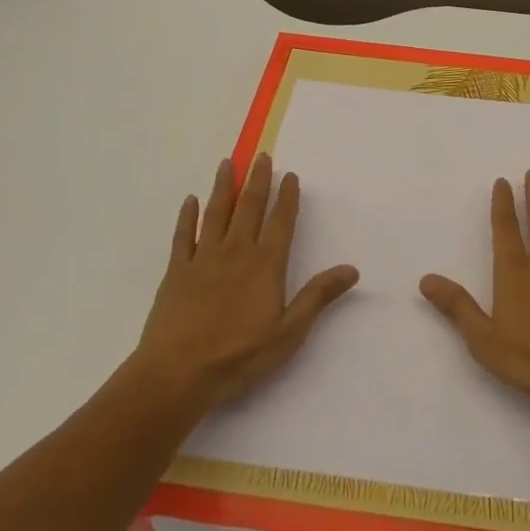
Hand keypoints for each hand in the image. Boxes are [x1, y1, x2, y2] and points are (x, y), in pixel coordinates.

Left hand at [130, 153, 358, 411]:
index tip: (290, 175)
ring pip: (216, 213)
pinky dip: (188, 216)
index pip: (281, 222)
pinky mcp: (177, 271)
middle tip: (261, 156)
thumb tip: (352, 269)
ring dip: (223, 186)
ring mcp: (204, 258)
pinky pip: (184, 236)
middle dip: (257, 180)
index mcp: (265, 264)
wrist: (177, 374)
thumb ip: (318, 297)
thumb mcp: (288, 333)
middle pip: (249, 207)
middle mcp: (236, 251)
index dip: (287, 197)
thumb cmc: (238, 356)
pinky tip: (191, 201)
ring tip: (227, 163)